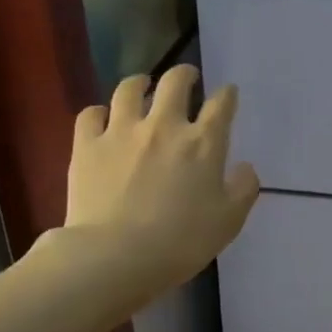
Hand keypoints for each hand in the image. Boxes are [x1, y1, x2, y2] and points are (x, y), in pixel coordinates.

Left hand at [60, 65, 260, 291]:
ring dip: (140, 83)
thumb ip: (244, 189)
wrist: (114, 256)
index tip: (227, 94)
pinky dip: (99, 112)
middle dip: (185, 74)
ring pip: (129, 89)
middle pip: (175, 82)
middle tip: (187, 78)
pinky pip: (90, 114)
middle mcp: (164, 125)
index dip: (227, 95)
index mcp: (203, 142)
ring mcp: (121, 131)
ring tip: (142, 85)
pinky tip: (102, 119)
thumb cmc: (180, 242)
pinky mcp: (87, 145)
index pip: (221, 104)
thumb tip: (245, 167)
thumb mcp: (228, 221)